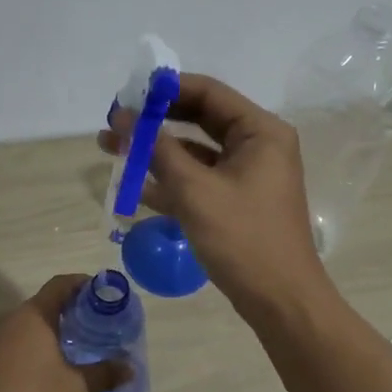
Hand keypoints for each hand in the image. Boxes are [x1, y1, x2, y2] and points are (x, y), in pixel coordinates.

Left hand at [0, 275, 129, 391]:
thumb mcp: (77, 389)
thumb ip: (104, 374)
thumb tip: (129, 368)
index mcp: (33, 316)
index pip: (60, 285)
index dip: (83, 284)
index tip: (103, 295)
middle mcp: (9, 321)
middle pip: (43, 306)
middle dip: (69, 314)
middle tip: (94, 330)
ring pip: (26, 328)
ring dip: (49, 336)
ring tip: (72, 354)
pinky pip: (13, 347)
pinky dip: (32, 352)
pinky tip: (43, 376)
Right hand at [99, 73, 326, 313]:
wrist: (281, 301)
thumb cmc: (243, 238)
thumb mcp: (195, 190)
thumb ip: (157, 149)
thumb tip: (124, 117)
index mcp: (260, 131)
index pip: (208, 93)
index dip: (165, 89)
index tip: (127, 93)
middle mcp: (258, 145)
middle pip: (200, 118)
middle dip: (155, 120)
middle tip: (115, 121)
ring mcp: (248, 174)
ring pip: (195, 151)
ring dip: (156, 150)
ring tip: (110, 147)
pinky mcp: (237, 201)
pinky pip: (199, 179)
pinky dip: (170, 180)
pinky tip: (133, 185)